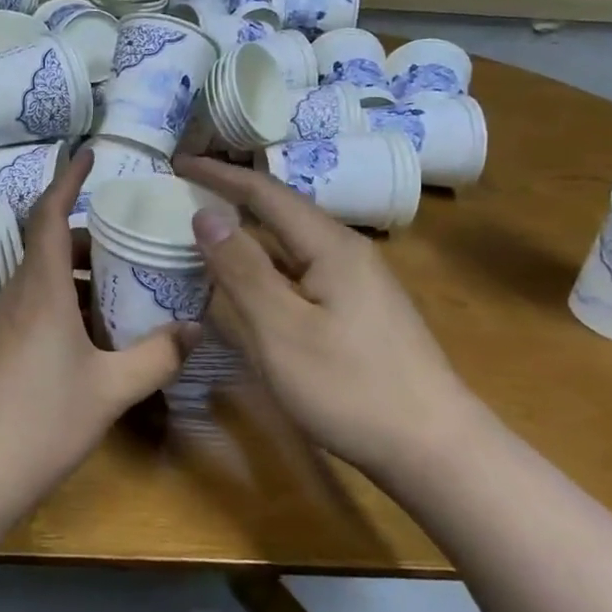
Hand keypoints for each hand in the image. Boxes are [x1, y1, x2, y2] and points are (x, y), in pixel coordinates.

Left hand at [0, 148, 196, 516]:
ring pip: (40, 279)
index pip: (50, 214)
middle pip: (49, 246)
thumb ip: (156, 357)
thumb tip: (195, 329)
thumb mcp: (110, 390)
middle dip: (89, 238)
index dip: (68, 179)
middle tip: (131, 244)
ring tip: (121, 290)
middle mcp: (14, 295)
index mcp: (40, 288)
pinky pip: (31, 307)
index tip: (88, 153)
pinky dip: (62, 303)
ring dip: (77, 275)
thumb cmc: (39, 423)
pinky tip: (89, 336)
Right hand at [174, 155, 477, 475]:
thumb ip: (241, 269)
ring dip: (246, 237)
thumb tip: (206, 213)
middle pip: (280, 213)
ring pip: (289, 246)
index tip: (178, 162)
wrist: (433, 450)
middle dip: (231, 199)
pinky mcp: (357, 313)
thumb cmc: (349, 387)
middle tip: (183, 196)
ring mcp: (356, 284)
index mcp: (330, 246)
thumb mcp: (281, 328)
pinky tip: (245, 287)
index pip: (265, 193)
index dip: (219, 174)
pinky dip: (263, 269)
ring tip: (202, 236)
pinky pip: (298, 274)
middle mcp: (347, 253)